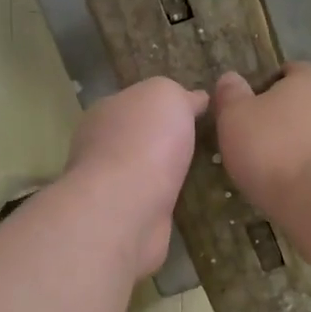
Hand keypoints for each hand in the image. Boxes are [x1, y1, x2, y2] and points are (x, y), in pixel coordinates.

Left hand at [65, 77, 209, 275]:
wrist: (125, 209)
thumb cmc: (144, 142)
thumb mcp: (167, 96)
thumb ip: (180, 94)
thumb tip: (195, 99)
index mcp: (106, 111)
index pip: (138, 102)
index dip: (167, 104)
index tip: (199, 111)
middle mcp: (102, 146)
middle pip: (141, 137)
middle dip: (168, 140)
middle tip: (208, 144)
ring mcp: (111, 185)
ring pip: (147, 172)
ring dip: (169, 173)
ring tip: (207, 174)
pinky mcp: (125, 218)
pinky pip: (152, 202)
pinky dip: (168, 201)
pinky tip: (192, 202)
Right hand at [212, 63, 310, 221]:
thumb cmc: (274, 152)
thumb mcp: (235, 120)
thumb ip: (231, 95)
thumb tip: (230, 78)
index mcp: (309, 78)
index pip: (288, 72)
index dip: (268, 89)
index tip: (251, 114)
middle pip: (308, 102)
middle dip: (289, 119)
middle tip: (263, 144)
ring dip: (307, 145)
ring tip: (283, 172)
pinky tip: (304, 187)